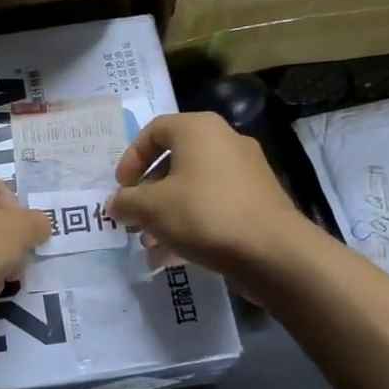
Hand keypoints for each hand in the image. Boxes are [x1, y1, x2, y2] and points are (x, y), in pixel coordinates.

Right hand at [106, 113, 307, 282]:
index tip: (121, 188)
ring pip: (193, 189)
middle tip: (134, 219)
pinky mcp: (257, 202)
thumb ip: (126, 202)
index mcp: (198, 129)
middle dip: (148, 194)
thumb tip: (115, 204)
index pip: (154, 131)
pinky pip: (214, 207)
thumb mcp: (151, 208)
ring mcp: (245, 173)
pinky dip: (191, 226)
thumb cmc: (204, 214)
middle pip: (174, 162)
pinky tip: (171, 258)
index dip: (131, 158)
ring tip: (149, 245)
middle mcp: (224, 142)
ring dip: (166, 215)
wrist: (273, 252)